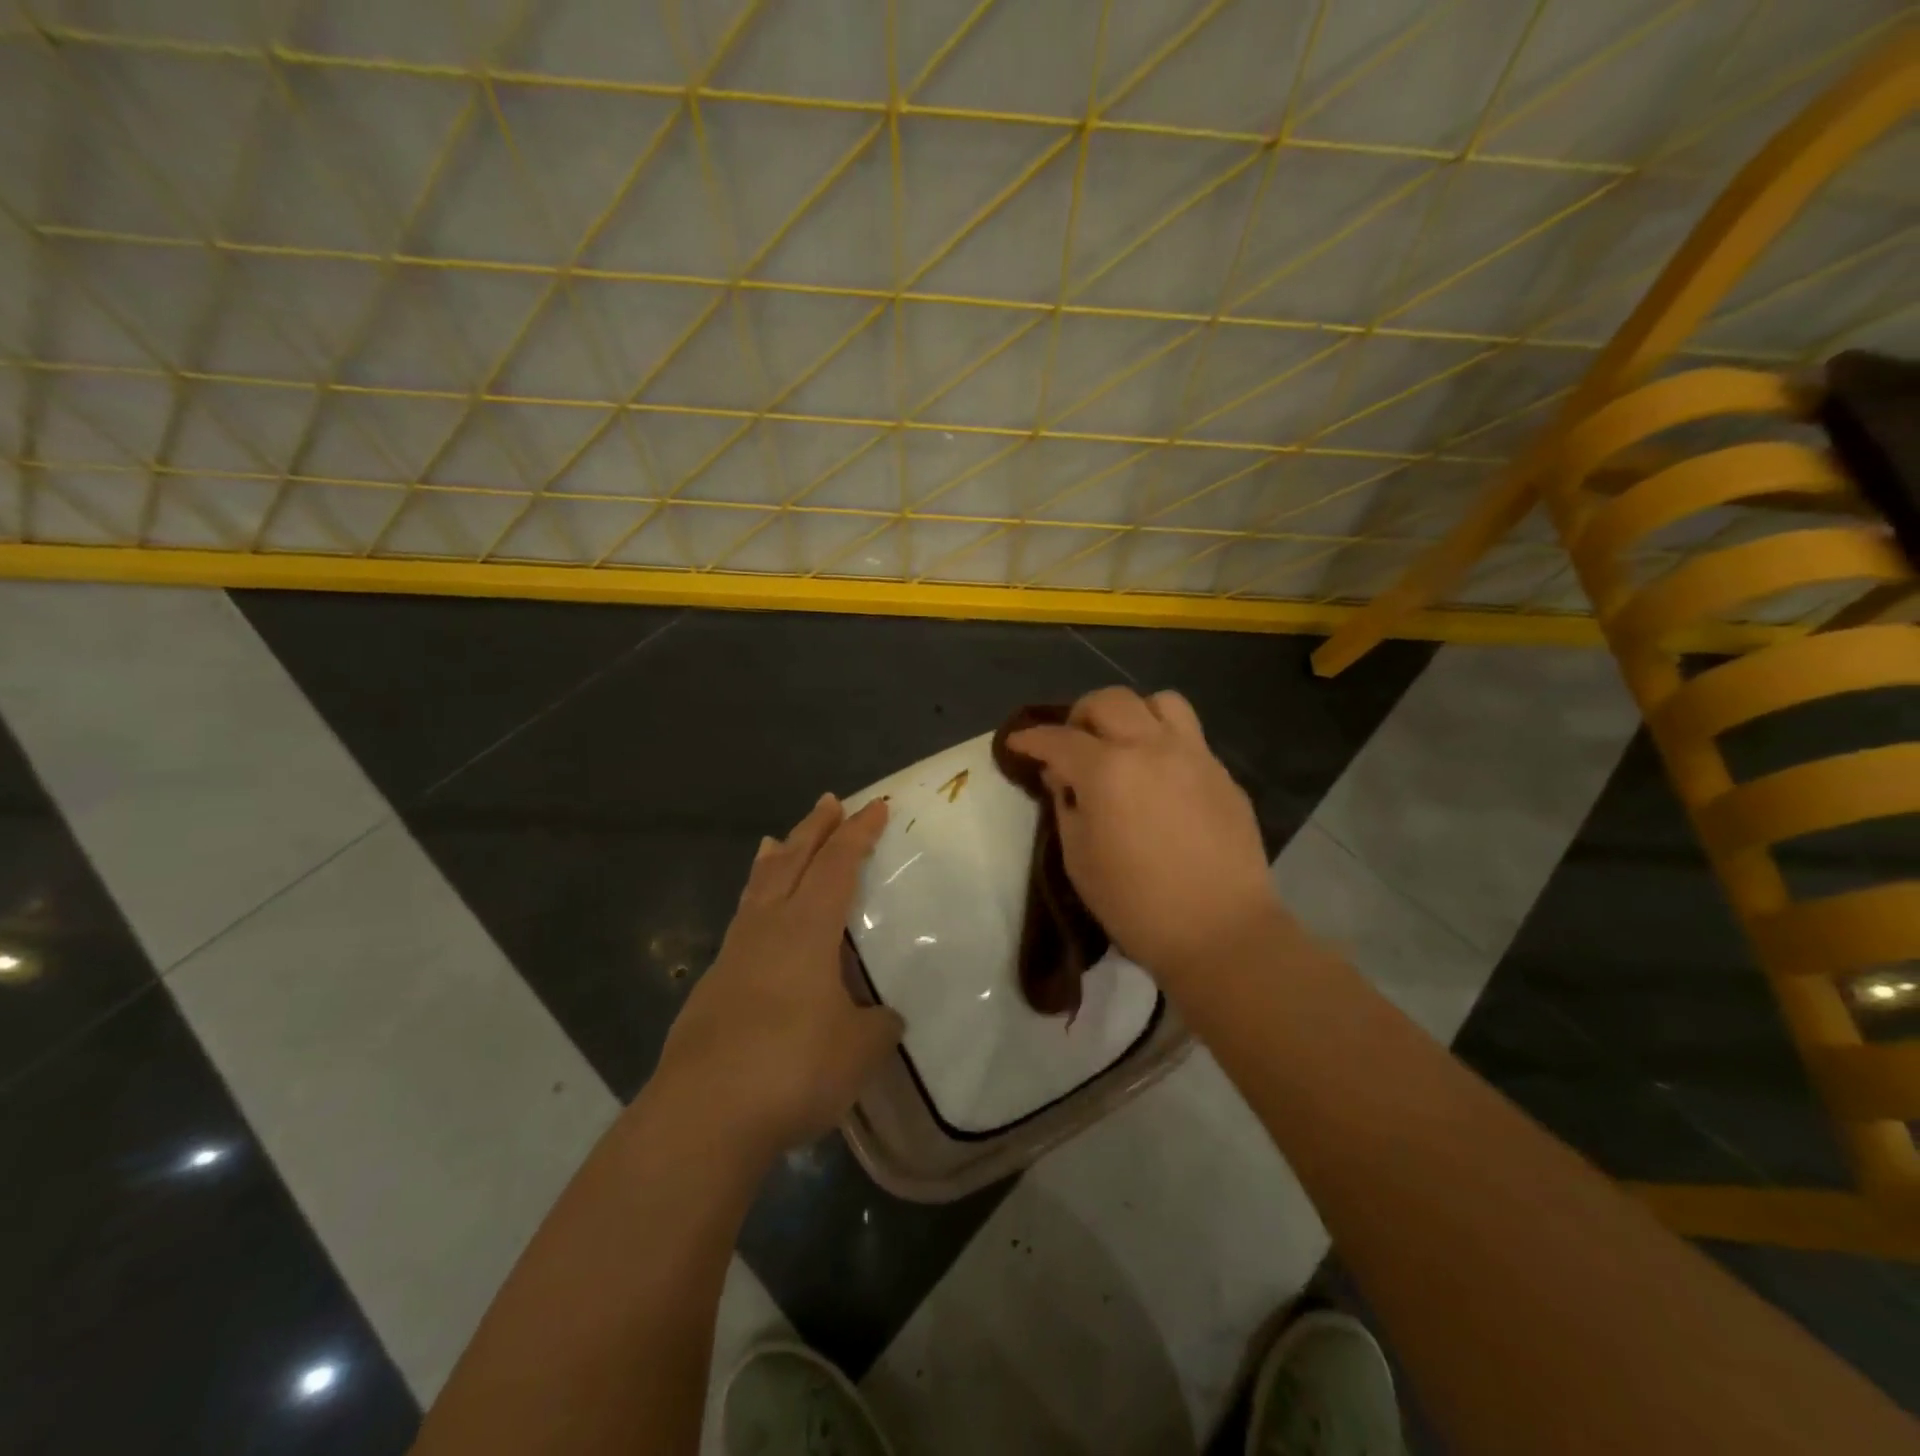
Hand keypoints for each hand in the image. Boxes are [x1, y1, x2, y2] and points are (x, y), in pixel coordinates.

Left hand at [654, 794, 903, 1161]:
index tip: (876, 807)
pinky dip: (754, 905)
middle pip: (793, 861)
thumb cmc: (793, 1067)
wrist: (703, 1115)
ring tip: (776, 840)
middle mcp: (768, 928)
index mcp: (808, 928)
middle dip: (815, 829)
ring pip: (758, 889)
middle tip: (829, 802)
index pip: (839, 864)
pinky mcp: (713, 988)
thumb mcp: (859, 1048)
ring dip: (775, 860)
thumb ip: (878, 1025)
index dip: (859, 834)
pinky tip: (756, 926)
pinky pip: (741, 925)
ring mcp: (734, 956)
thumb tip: (884, 1018)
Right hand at [1008, 686, 1280, 982]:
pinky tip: (1160, 777)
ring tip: (1124, 744)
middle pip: (1110, 701)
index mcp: (1108, 770)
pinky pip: (1189, 736)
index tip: (1017, 743)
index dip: (1031, 738)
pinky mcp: (1222, 774)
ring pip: (1160, 702)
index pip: (1058, 739)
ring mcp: (1194, 756)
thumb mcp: (1079, 859)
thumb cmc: (1136, 904)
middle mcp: (1151, 748)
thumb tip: (1064, 777)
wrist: (1220, 931)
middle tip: (1073, 744)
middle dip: (1080, 715)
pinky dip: (1164, 741)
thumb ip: (1066, 806)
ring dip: (1132, 714)